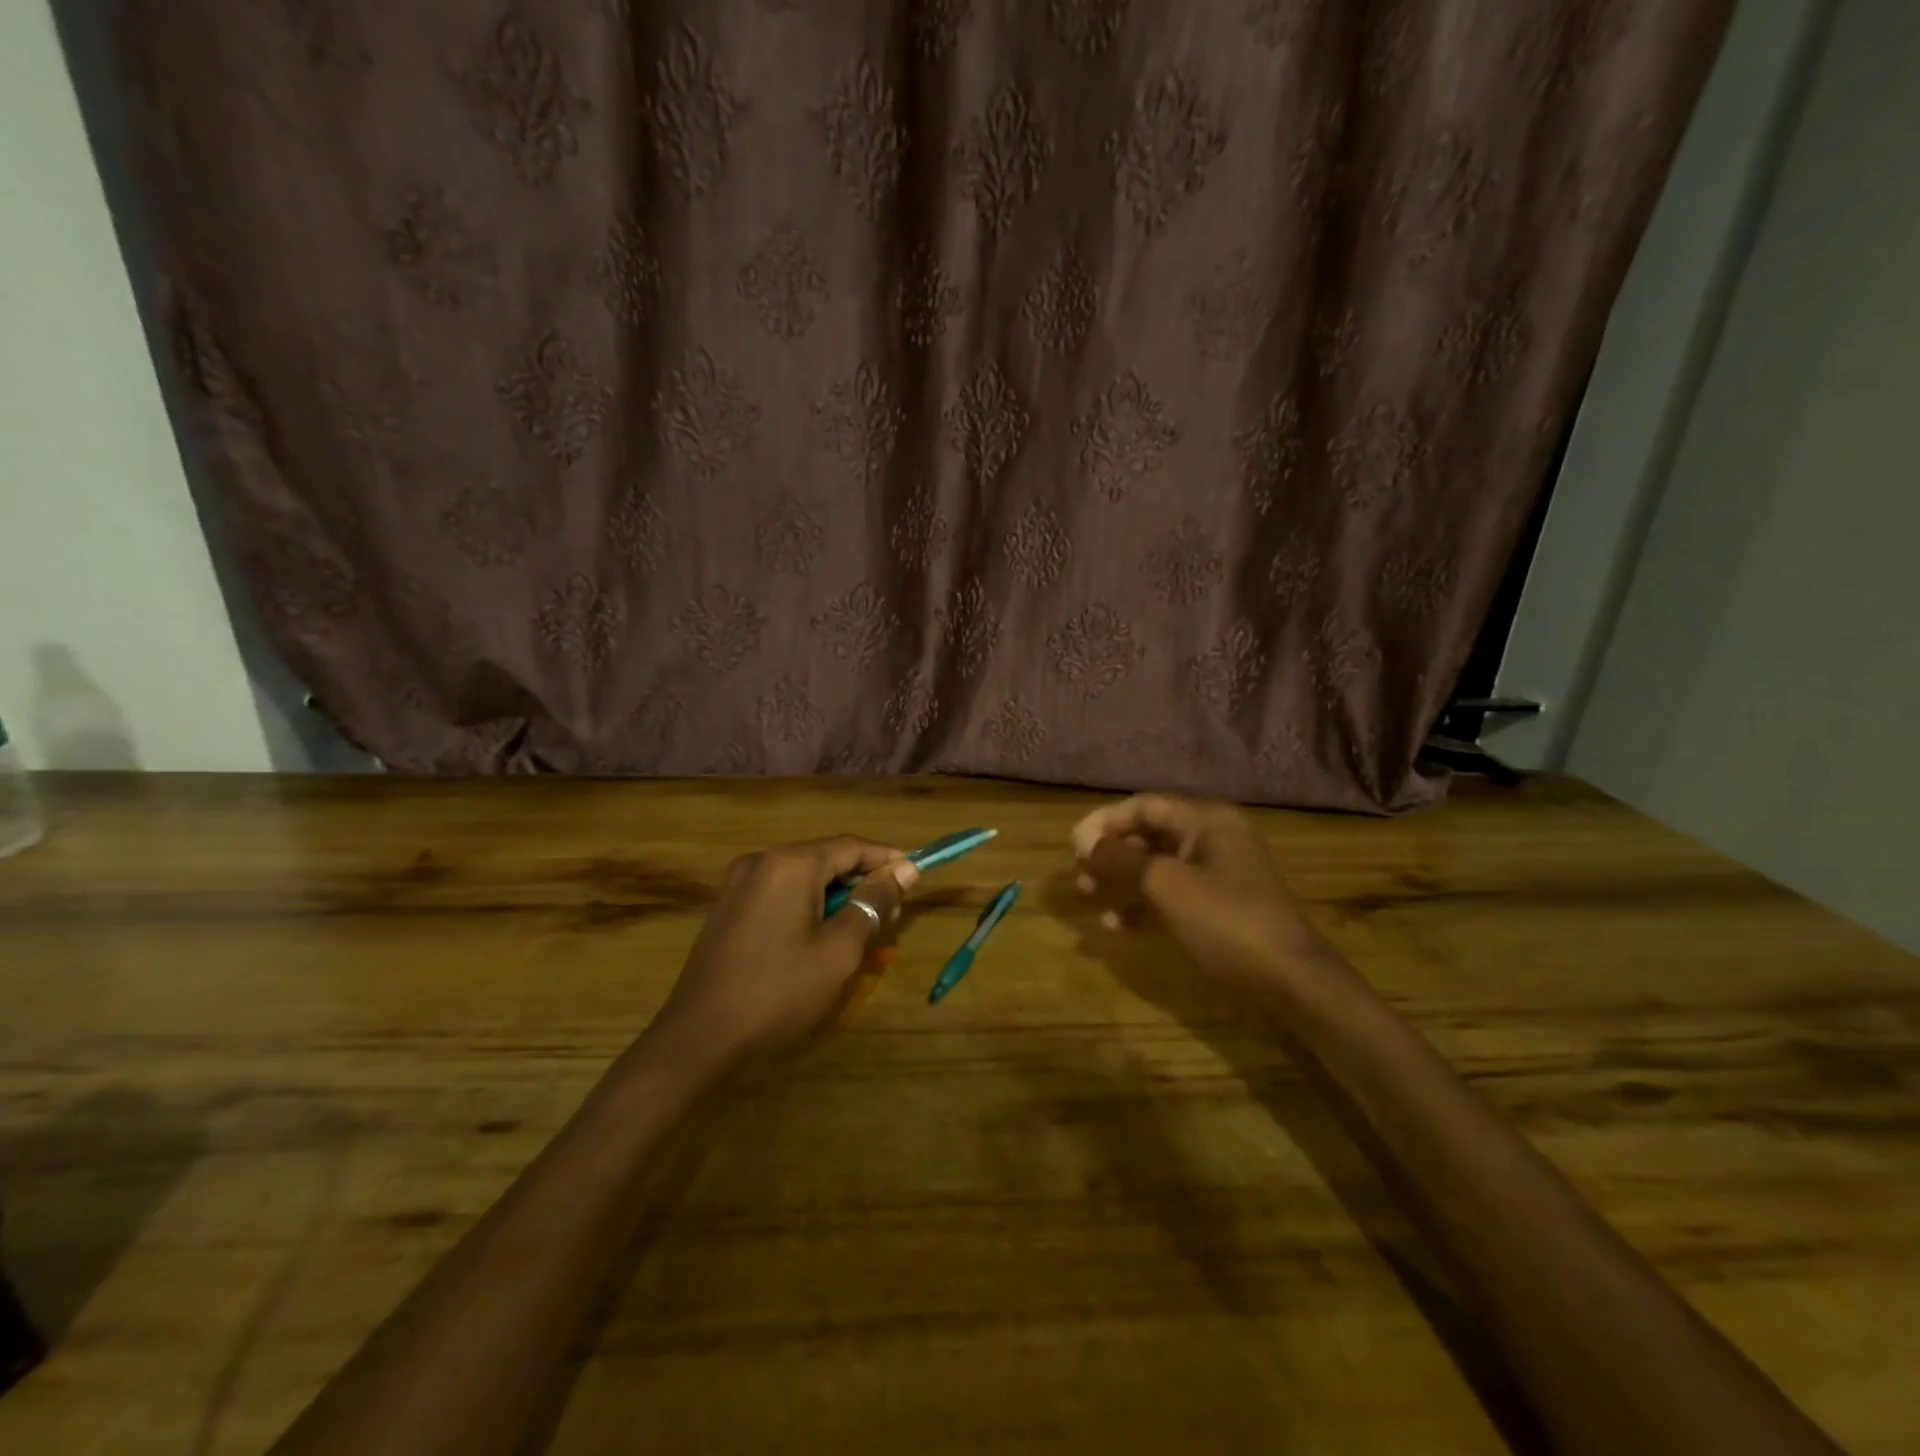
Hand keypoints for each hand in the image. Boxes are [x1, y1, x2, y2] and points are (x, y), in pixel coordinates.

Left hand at [656, 837, 918, 1067]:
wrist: (698, 1039)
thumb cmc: (778, 992)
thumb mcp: (840, 950)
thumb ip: (874, 903)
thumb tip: (904, 870)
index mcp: (790, 863)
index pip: (852, 847)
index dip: (888, 860)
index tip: (917, 878)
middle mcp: (762, 860)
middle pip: (826, 858)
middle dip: (862, 881)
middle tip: (892, 914)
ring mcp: (739, 883)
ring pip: (803, 877)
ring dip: (837, 896)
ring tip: (862, 929)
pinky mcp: (728, 907)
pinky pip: (780, 893)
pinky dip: (808, 906)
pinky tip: (821, 937)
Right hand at [1070, 794, 1328, 988]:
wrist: (1289, 978)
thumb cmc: (1225, 920)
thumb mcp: (1165, 885)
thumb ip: (1120, 859)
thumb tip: (1082, 841)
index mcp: (1205, 821)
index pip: (1145, 806)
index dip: (1105, 821)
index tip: (1073, 844)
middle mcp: (1212, 838)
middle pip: (1150, 834)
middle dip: (1111, 851)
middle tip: (1079, 871)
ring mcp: (1218, 873)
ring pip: (1157, 866)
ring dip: (1122, 878)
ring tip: (1089, 895)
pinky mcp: (1220, 906)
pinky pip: (1172, 894)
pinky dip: (1144, 904)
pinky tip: (1117, 925)